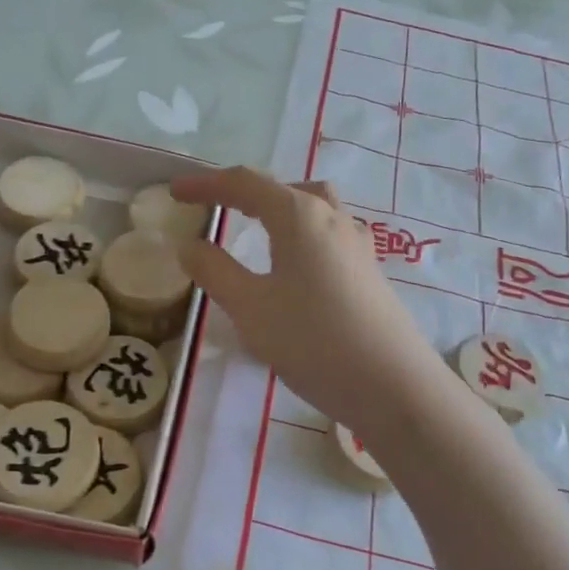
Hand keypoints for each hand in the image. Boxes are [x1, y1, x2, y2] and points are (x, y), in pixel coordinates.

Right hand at [171, 168, 446, 431]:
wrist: (393, 385)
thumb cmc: (314, 340)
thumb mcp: (250, 307)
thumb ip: (215, 271)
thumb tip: (190, 245)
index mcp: (299, 215)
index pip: (245, 184)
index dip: (206, 184)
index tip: (175, 192)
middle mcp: (333, 217)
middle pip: (285, 189)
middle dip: (247, 193)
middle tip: (218, 209)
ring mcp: (358, 244)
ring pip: (315, 209)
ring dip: (281, 210)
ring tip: (258, 233)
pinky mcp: (370, 272)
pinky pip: (329, 235)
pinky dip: (302, 236)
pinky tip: (295, 269)